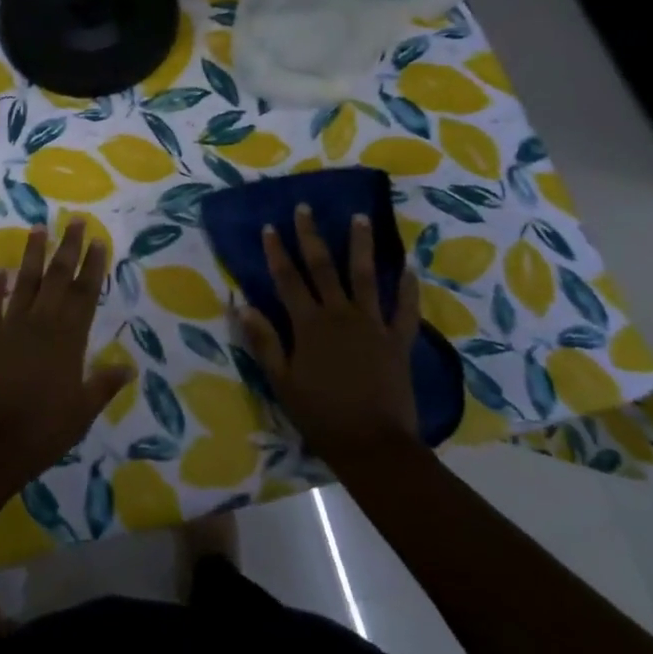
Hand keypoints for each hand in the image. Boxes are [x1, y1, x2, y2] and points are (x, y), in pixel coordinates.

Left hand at [0, 220, 132, 485]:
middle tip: (75, 220)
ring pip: (25, 282)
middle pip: (58, 278)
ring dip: (33, 255)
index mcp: (68, 339)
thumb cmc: (42, 431)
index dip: (93, 266)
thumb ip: (103, 384)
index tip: (98, 240)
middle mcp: (41, 324)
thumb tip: (129, 366)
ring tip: (38, 228)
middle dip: (68, 247)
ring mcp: (10, 328)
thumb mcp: (81, 412)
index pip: (85, 293)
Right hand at [238, 206, 422, 468]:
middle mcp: (340, 314)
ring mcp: (372, 325)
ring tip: (360, 217)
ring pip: (365, 276)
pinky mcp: (398, 341)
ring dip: (361, 245)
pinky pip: (404, 310)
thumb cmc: (321, 415)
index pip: (288, 279)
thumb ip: (264, 341)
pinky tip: (409, 267)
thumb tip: (242, 304)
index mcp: (309, 324)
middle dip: (312, 236)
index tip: (271, 226)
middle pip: (323, 267)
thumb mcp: (282, 381)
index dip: (277, 251)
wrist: (373, 445)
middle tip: (306, 208)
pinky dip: (408, 288)